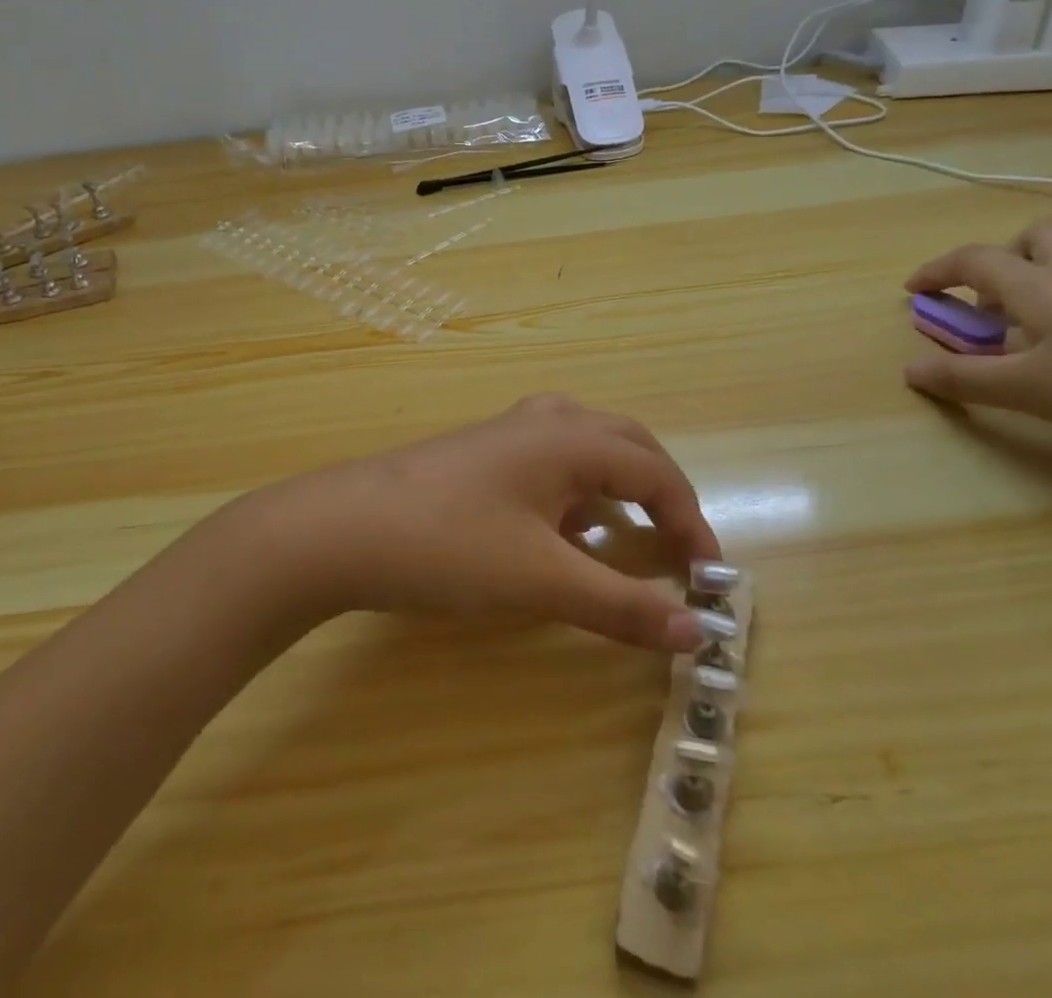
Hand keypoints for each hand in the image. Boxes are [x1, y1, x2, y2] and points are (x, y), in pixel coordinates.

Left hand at [227, 396, 722, 653]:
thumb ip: (621, 604)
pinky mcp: (481, 451)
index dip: (690, 522)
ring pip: (587, 443)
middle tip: (679, 543)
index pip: (655, 473)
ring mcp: (508, 432)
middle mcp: (545, 421)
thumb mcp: (542, 580)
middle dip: (661, 490)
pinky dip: (578, 486)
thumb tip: (695, 631)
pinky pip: (552, 456)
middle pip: (627, 443)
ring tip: (629, 528)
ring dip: (618, 481)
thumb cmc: (451, 545)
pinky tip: (563, 525)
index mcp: (570, 438)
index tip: (708, 577)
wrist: (344, 528)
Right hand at [902, 218, 1051, 450]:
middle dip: (1006, 256)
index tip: (914, 290)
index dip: (938, 271)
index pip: (973, 261)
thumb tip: (909, 370)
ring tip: (1051, 298)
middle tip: (998, 298)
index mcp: (1037, 284)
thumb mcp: (1030, 390)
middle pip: (1037, 235)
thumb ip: (965, 379)